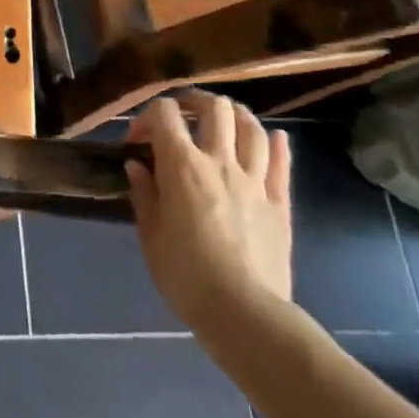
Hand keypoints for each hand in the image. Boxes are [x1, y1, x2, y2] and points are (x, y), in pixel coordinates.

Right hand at [126, 90, 292, 335]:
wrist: (244, 314)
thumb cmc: (185, 275)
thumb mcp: (150, 234)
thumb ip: (144, 193)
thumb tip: (137, 165)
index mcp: (182, 166)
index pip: (164, 114)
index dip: (147, 117)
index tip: (138, 140)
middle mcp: (219, 162)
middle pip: (215, 108)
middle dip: (195, 103)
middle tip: (183, 117)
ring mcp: (254, 181)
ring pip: (252, 127)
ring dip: (235, 116)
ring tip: (223, 122)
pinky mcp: (280, 203)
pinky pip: (281, 164)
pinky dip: (277, 144)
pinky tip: (274, 138)